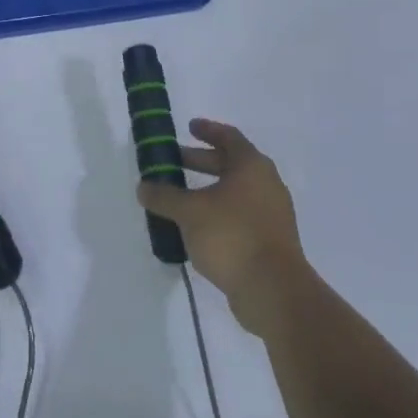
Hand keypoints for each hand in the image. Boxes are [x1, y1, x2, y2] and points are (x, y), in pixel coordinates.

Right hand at [137, 119, 305, 334]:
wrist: (273, 290)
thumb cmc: (231, 236)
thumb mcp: (189, 212)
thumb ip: (164, 196)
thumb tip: (144, 186)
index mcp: (252, 166)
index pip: (229, 137)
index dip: (207, 130)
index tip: (189, 127)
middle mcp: (266, 184)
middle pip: (231, 164)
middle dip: (201, 161)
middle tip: (174, 162)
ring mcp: (272, 213)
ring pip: (235, 191)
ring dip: (207, 190)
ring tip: (179, 198)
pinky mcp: (270, 240)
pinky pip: (239, 215)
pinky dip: (217, 213)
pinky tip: (196, 227)